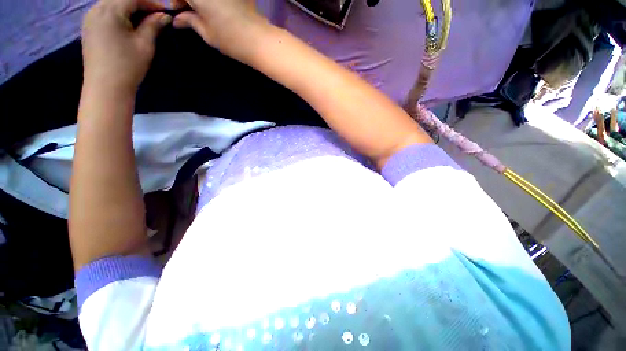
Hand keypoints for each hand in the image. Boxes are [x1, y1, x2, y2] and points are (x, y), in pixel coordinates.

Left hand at [82, 0, 172, 93]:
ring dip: (129, 7)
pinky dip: (119, 13)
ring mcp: (90, 18)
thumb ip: (153, 25)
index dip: (152, 2)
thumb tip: (164, 15)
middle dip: (140, 3)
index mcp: (109, 10)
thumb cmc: (127, 66)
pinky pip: (105, 12)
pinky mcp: (89, 27)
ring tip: (145, 17)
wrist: (105, 87)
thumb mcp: (144, 44)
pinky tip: (128, 22)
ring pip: (112, 3)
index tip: (167, 9)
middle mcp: (96, 9)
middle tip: (156, 13)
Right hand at [172, 0, 268, 61]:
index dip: (174, 2)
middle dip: (186, 2)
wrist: (260, 40)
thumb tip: (177, 20)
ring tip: (200, 12)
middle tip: (187, 10)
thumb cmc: (231, 39)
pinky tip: (212, 9)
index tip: (175, 10)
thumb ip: (190, 21)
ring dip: (201, 3)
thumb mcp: (206, 32)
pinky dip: (213, 3)